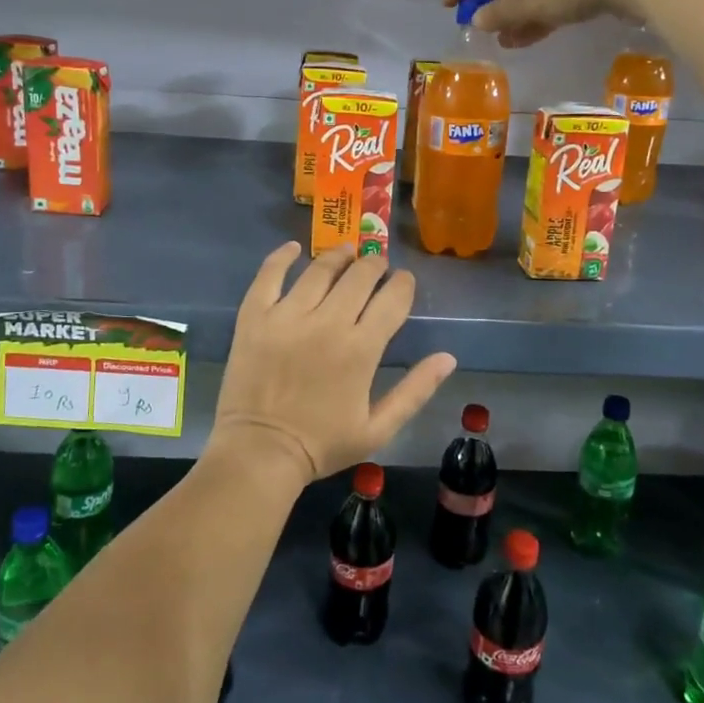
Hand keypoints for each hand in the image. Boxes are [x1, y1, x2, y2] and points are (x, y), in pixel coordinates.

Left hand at [212, 243, 455, 486]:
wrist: (259, 453)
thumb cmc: (322, 445)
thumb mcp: (378, 428)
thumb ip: (415, 390)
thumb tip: (448, 357)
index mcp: (361, 349)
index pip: (392, 299)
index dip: (403, 284)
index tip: (404, 281)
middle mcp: (327, 323)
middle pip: (359, 276)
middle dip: (374, 265)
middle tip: (377, 264)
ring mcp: (287, 316)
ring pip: (319, 270)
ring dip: (338, 256)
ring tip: (346, 252)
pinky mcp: (255, 317)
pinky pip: (268, 276)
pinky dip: (281, 257)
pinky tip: (293, 249)